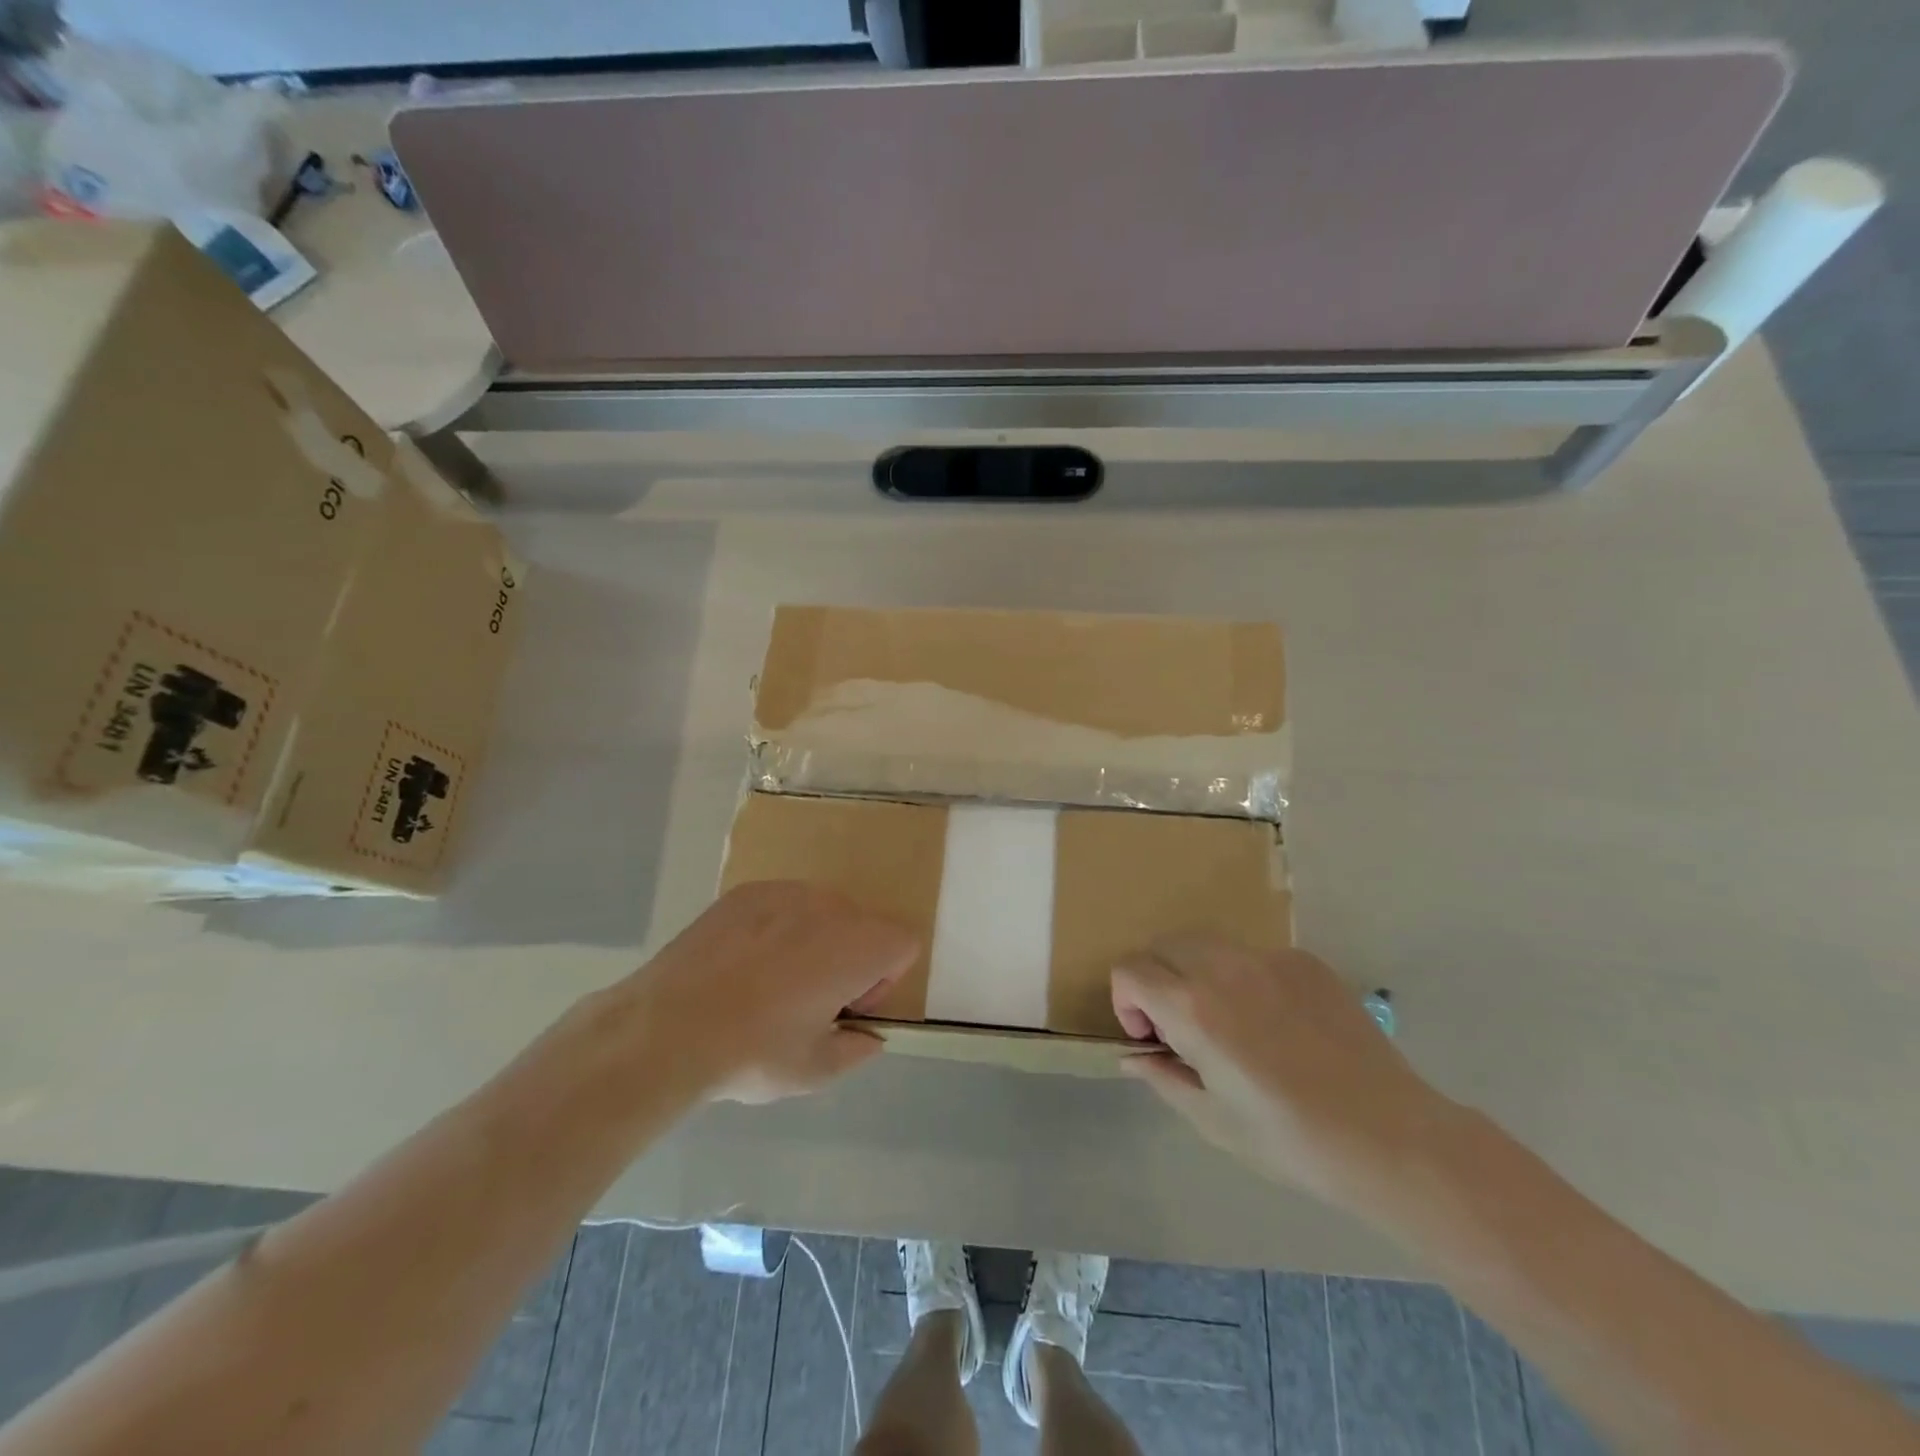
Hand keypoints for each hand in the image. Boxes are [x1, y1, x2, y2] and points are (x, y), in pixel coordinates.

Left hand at [630, 880, 916, 1102]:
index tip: (845, 1008)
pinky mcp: (746, 892)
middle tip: (808, 999)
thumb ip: (857, 1050)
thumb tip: (868, 1037)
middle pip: (863, 925)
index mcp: (858, 947)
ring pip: (822, 911)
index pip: (904, 943)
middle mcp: (830, 907)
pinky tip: (740, 963)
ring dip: (814, 940)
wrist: (666, 1028)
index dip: (883, 980)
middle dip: (850, 958)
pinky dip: (776, 927)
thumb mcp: (814, 1071)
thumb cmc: (752, 1052)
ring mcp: (785, 892)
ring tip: (769, 981)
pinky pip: (782, 904)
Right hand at [1112, 935, 1453, 1207]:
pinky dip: (1244, 978)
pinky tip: (1277, 1025)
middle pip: (1163, 946)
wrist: (1390, 1137)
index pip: (1130, 970)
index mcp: (1193, 1007)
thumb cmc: (1291, 1140)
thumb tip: (1132, 1057)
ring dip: (1196, 973)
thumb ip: (1163, 1077)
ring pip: (1207, 944)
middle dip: (1157, 980)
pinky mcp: (1305, 962)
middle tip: (1182, 1029)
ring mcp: (1268, 958)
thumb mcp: (1213, 1120)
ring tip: (1228, 1022)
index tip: (1151, 1038)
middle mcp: (1224, 967)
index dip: (1126, 1002)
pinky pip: (1254, 956)